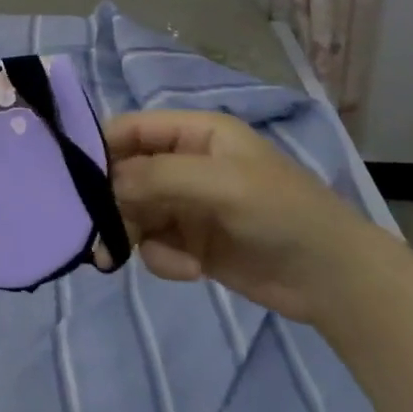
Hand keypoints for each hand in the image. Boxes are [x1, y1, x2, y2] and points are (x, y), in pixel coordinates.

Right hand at [105, 110, 381, 323]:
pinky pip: (153, 244)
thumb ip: (158, 177)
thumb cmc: (282, 213)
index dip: (101, 150)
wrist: (336, 280)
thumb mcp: (221, 184)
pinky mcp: (190, 242)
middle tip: (100, 233)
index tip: (77, 183)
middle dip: (113, 203)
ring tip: (144, 258)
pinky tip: (189, 269)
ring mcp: (186, 204)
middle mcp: (183, 163)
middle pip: (124, 174)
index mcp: (194, 133)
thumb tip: (104, 185)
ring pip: (133, 212)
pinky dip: (162, 258)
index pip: (129, 130)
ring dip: (133, 234)